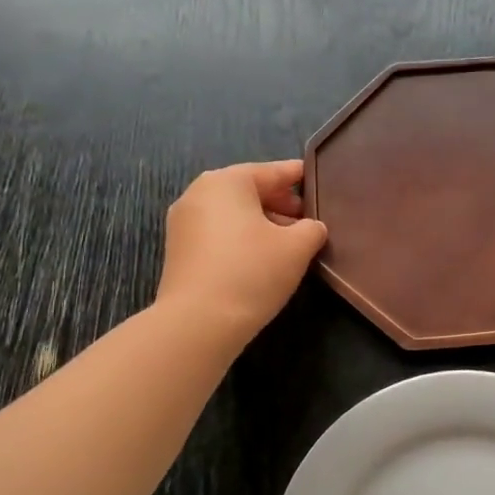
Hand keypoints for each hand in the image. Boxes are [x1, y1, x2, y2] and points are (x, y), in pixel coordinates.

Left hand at [155, 161, 327, 348]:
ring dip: (261, 223)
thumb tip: (310, 227)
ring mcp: (183, 223)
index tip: (317, 180)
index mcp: (227, 181)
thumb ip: (312, 228)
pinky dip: (241, 238)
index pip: (272, 172)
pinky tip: (261, 259)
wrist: (198, 322)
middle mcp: (199, 193)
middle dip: (280, 203)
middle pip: (249, 191)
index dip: (297, 176)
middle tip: (306, 220)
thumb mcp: (297, 247)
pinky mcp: (178, 251)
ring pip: (232, 214)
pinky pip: (217, 233)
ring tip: (288, 243)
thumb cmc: (252, 271)